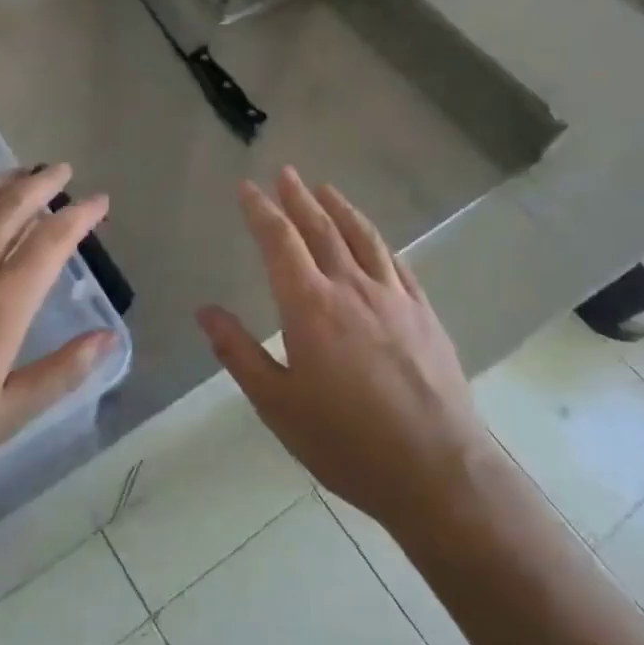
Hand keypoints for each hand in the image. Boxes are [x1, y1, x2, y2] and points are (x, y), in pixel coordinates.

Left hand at [0, 164, 113, 496]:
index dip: (80, 215)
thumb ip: (62, 373)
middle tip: (61, 171)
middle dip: (43, 183)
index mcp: (2, 305)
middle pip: (12, 206)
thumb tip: (108, 338)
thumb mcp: (6, 416)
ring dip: (1, 179)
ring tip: (20, 173)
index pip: (51, 242)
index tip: (98, 201)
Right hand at [197, 167, 488, 538]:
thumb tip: (205, 311)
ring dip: (340, 209)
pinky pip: (397, 263)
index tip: (247, 187)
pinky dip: (378, 241)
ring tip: (325, 188)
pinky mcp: (424, 314)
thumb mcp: (277, 405)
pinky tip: (374, 240)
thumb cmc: (346, 442)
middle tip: (285, 173)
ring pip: (362, 238)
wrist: (437, 471)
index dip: (261, 211)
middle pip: (321, 229)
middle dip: (298, 198)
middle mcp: (352, 288)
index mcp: (310, 307)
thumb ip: (239, 353)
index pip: (279, 242)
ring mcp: (394, 298)